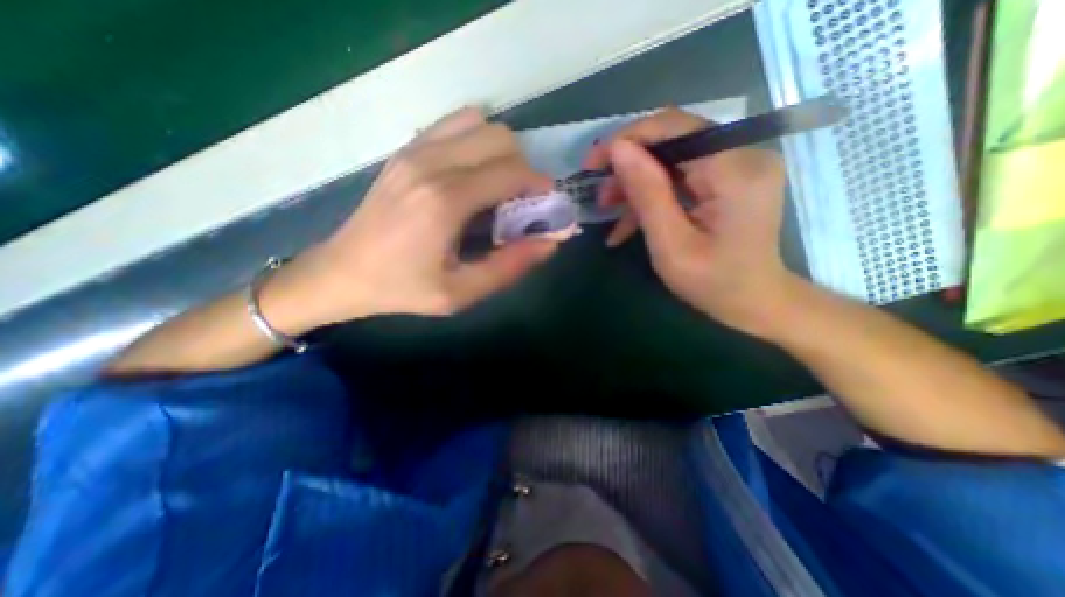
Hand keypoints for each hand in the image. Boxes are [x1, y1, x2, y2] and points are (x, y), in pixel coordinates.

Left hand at [270, 108, 556, 329]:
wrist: (342, 272)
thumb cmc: (403, 288)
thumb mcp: (461, 293)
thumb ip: (510, 267)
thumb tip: (550, 242)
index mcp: (446, 200)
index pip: (512, 172)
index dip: (540, 187)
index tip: (546, 208)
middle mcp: (431, 163)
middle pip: (501, 138)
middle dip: (523, 168)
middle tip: (521, 202)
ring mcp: (414, 150)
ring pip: (480, 124)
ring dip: (500, 152)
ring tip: (497, 188)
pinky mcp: (406, 149)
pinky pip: (454, 126)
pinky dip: (476, 143)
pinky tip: (472, 175)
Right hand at [582, 107, 797, 337]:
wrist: (755, 301)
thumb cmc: (713, 283)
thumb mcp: (671, 245)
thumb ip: (647, 194)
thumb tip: (618, 149)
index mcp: (735, 171)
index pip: (675, 128)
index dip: (628, 139)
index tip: (593, 163)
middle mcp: (744, 154)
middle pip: (673, 140)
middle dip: (629, 165)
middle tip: (601, 194)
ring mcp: (739, 164)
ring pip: (672, 158)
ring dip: (637, 182)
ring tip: (610, 208)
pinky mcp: (730, 177)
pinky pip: (682, 174)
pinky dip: (654, 193)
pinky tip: (630, 219)